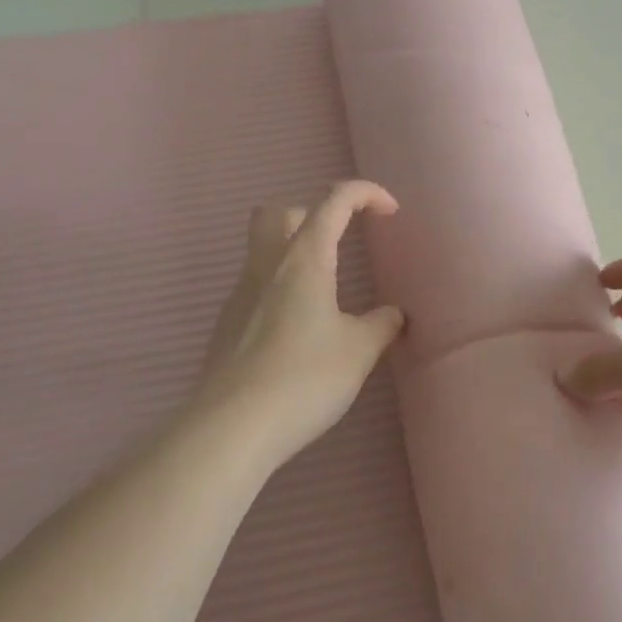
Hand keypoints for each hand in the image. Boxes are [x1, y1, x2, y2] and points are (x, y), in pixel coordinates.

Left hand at [192, 180, 405, 467]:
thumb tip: (393, 315)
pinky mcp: (227, 324)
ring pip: (261, 247)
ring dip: (293, 250)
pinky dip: (279, 287)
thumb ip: (381, 325)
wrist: (231, 428)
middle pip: (280, 212)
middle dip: (314, 214)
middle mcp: (267, 265)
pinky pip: (255, 285)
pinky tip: (297, 327)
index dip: (365, 193)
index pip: (334, 201)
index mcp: (304, 258)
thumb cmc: (304, 378)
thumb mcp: (358, 351)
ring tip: (323, 288)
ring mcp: (240, 294)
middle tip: (340, 243)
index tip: (389, 211)